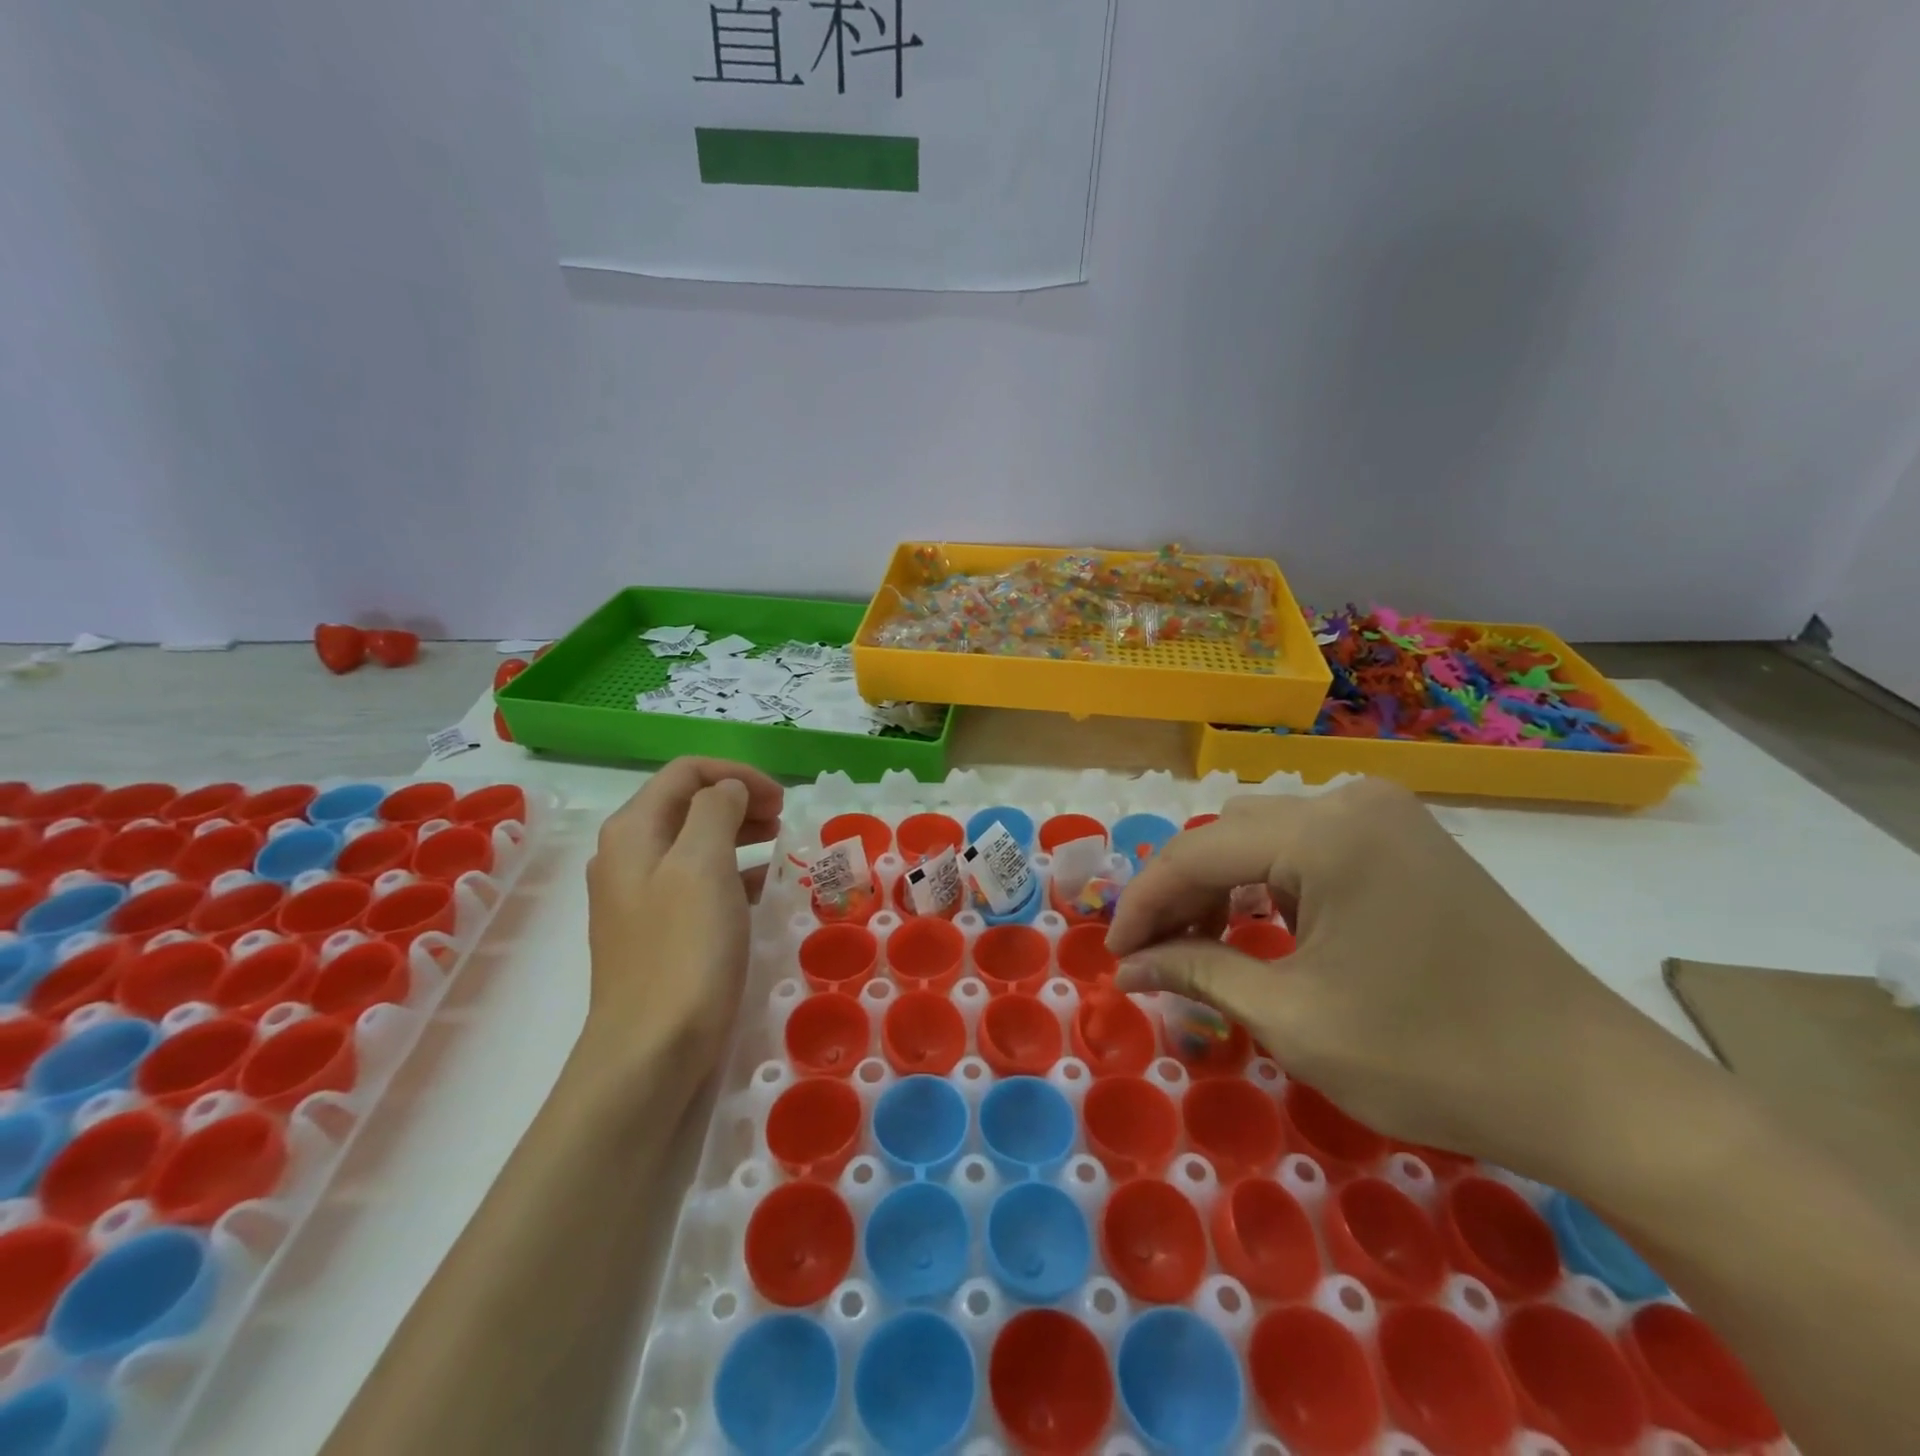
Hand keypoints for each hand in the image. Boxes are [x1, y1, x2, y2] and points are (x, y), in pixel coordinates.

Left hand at [582, 758, 782, 1076]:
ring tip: (778, 847)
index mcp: (633, 831)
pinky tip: (761, 890)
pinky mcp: (656, 933)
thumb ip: (716, 810)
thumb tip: (729, 792)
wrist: (649, 1054)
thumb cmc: (683, 951)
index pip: (687, 773)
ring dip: (738, 834)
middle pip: (689, 804)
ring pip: (695, 843)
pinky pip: (697, 883)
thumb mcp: (703, 864)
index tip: (782, 800)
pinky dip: (732, 873)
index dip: (738, 775)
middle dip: (740, 801)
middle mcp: (628, 857)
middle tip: (784, 821)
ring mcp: (639, 898)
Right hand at [1108, 780, 1667, 1177]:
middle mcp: (1351, 800)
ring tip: (1198, 947)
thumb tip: (1127, 967)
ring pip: (1264, 838)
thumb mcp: (1293, 1020)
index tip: (1112, 953)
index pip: (1196, 852)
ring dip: (1221, 889)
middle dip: (1179, 896)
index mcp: (1326, 832)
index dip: (1142, 903)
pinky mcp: (1406, 839)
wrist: (1594, 1089)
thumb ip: (1196, 974)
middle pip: (1228, 837)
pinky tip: (1259, 930)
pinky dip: (1270, 887)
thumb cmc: (1432, 1057)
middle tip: (1151, 956)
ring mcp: (1385, 815)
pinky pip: (1309, 849)